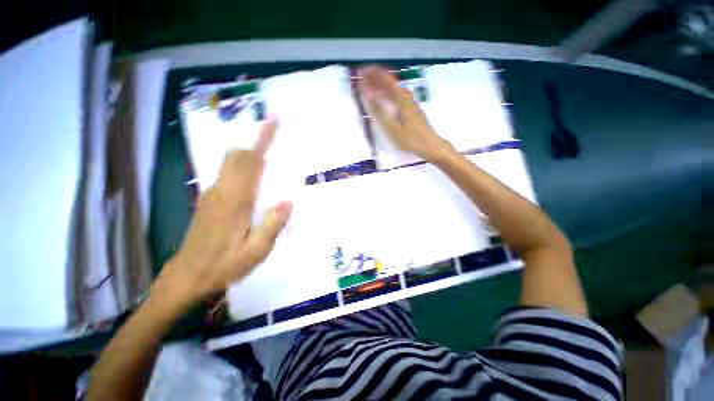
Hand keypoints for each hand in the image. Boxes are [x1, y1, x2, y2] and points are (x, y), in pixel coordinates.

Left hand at [154, 117, 291, 309]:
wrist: (187, 279)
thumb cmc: (224, 266)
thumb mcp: (256, 251)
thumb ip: (273, 224)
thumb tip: (289, 201)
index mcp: (236, 200)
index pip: (251, 161)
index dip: (263, 139)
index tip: (273, 121)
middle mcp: (222, 191)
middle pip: (237, 155)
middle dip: (256, 143)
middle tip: (276, 142)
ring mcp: (212, 195)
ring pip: (231, 164)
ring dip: (250, 155)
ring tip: (270, 161)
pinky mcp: (209, 201)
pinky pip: (227, 175)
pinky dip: (242, 168)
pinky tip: (254, 182)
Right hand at [360, 66, 451, 161]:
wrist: (432, 146)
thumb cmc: (411, 139)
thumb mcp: (392, 128)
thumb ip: (379, 111)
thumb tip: (367, 93)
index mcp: (402, 100)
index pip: (387, 81)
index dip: (375, 75)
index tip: (362, 71)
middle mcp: (408, 99)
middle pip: (392, 84)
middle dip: (378, 78)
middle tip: (364, 78)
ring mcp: (412, 104)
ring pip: (396, 90)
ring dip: (384, 85)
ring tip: (373, 85)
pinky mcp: (413, 111)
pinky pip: (399, 97)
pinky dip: (390, 94)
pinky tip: (387, 98)